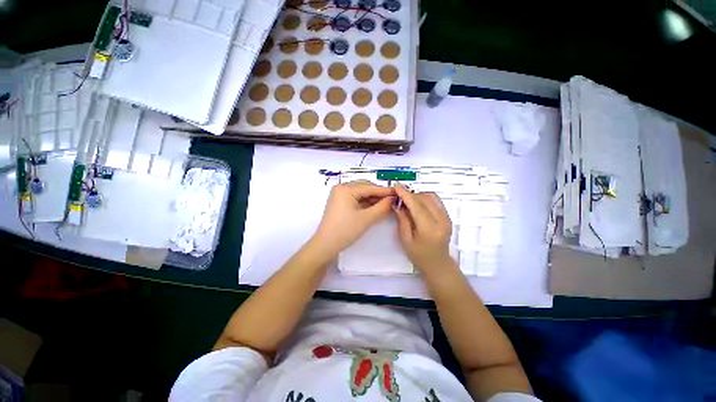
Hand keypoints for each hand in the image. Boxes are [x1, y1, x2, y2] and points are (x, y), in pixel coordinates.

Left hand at [313, 181, 394, 256]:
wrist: (326, 245)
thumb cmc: (346, 230)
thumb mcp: (367, 218)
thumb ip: (382, 207)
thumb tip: (393, 198)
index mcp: (345, 189)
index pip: (369, 187)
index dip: (384, 191)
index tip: (398, 193)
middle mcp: (341, 188)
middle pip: (364, 188)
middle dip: (378, 194)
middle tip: (393, 200)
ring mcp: (339, 195)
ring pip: (360, 193)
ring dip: (373, 198)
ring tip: (386, 203)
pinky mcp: (339, 203)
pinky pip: (355, 199)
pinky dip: (365, 203)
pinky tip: (375, 206)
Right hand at [394, 184, 456, 275]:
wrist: (438, 264)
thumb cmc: (418, 255)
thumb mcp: (405, 239)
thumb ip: (402, 219)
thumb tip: (397, 203)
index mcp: (429, 230)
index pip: (417, 207)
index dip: (406, 195)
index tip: (396, 186)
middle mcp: (441, 221)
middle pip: (425, 199)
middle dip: (410, 195)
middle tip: (398, 196)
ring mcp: (447, 218)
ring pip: (431, 197)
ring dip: (418, 195)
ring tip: (407, 200)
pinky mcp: (448, 217)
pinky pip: (436, 201)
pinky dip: (425, 198)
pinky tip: (417, 203)